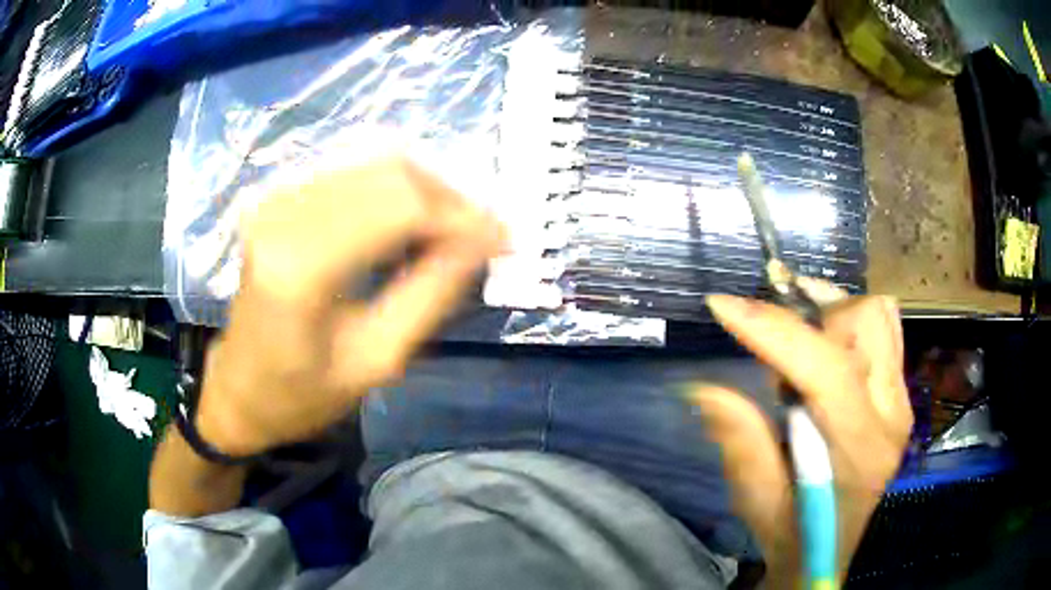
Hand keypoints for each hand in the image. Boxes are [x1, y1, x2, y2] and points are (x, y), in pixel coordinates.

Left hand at [195, 157, 505, 455]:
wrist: (239, 388)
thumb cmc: (302, 394)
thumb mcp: (377, 360)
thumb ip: (432, 293)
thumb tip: (483, 240)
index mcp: (300, 266)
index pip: (400, 206)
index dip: (461, 215)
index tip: (505, 239)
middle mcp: (284, 214)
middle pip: (391, 173)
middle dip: (449, 200)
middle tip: (483, 238)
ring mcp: (277, 199)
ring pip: (376, 166)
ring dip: (426, 194)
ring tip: (452, 236)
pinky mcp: (279, 197)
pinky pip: (354, 175)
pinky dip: (395, 194)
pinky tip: (410, 229)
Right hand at [693, 280, 911, 585]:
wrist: (828, 550)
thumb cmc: (792, 533)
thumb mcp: (756, 499)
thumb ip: (740, 441)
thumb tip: (702, 386)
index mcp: (858, 449)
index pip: (824, 368)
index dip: (773, 329)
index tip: (723, 306)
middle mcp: (891, 414)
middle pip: (866, 321)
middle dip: (814, 312)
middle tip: (776, 332)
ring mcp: (901, 401)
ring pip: (880, 316)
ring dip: (835, 312)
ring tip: (802, 332)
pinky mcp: (899, 395)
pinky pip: (885, 331)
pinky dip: (851, 323)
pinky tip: (826, 345)